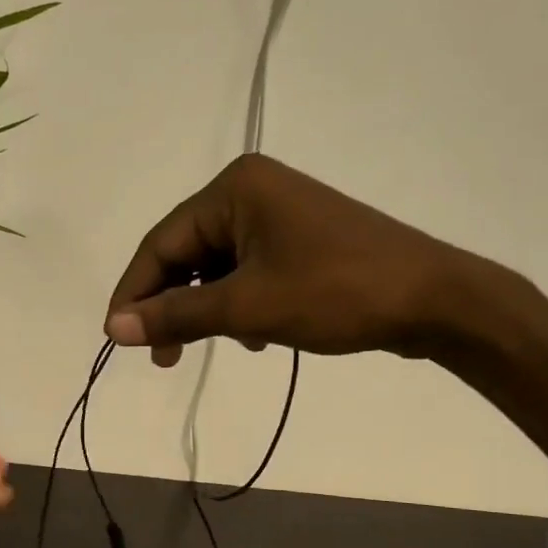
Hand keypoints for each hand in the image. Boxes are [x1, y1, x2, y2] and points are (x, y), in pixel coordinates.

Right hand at [103, 153, 547, 475]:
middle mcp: (251, 191)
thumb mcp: (247, 308)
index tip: (117, 338)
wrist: (435, 300)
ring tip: (221, 348)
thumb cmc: (336, 293)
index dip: (134, 293)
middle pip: (186, 254)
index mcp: (234, 189)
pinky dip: (240, 306)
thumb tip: (112, 327)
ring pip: (216, 268)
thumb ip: (176, 315)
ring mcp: (279, 215)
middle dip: (174, 307)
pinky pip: (247, 272)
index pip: (161, 243)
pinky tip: (257, 337)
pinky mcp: (299, 240)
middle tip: (164, 358)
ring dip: (208, 311)